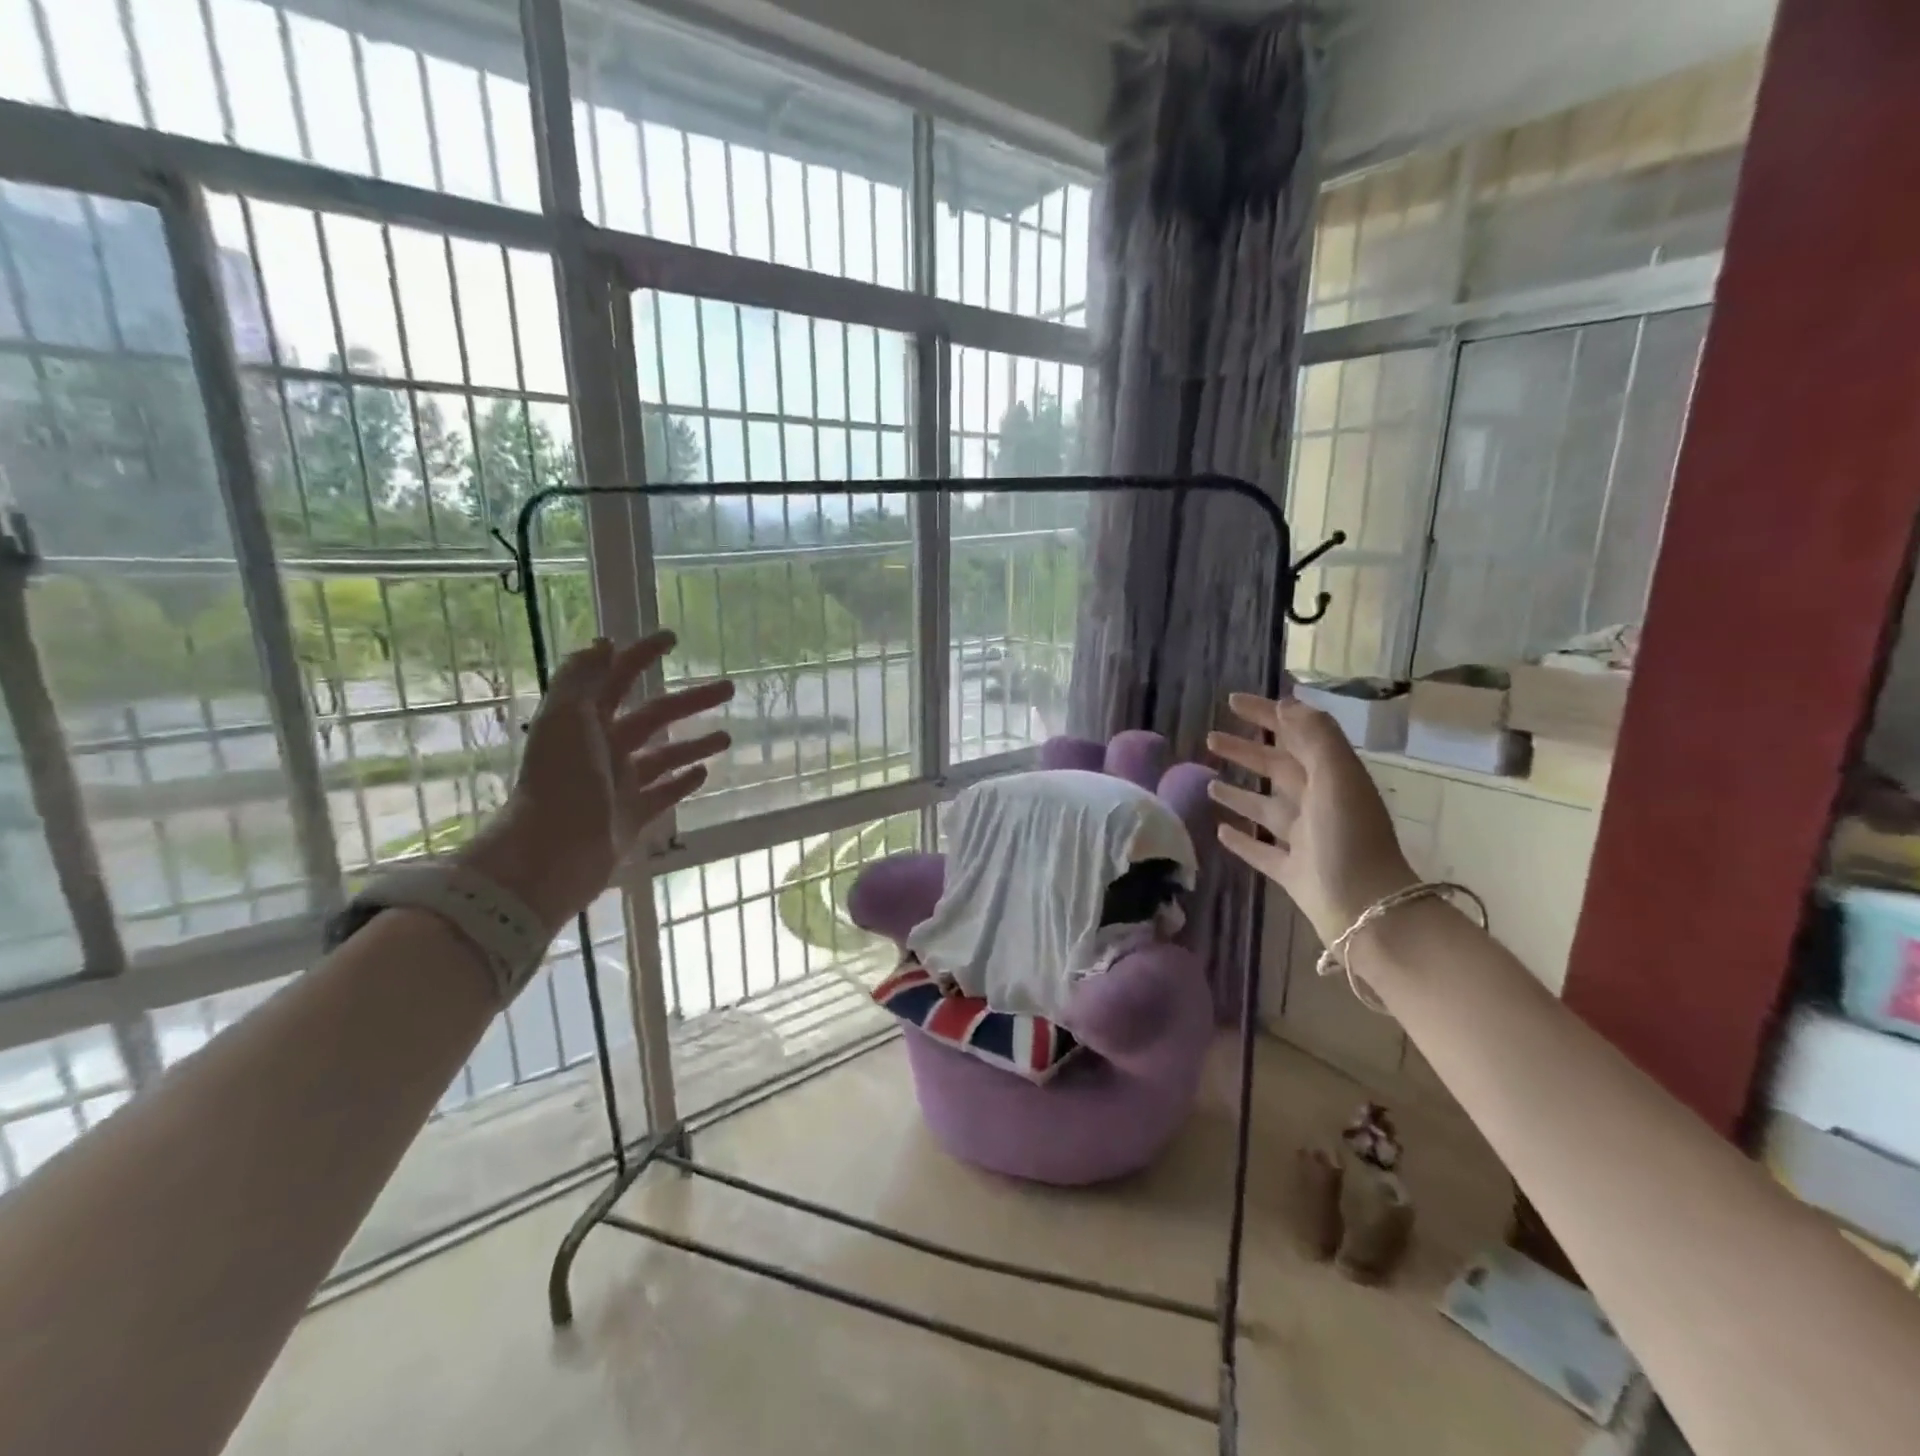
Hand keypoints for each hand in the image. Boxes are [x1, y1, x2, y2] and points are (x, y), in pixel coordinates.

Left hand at [461, 632, 732, 933]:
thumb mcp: (566, 718)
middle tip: (729, 690)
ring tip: (728, 737)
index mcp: (584, 721)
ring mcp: (619, 784)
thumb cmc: (561, 780)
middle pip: (655, 716)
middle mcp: (602, 748)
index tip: (673, 639)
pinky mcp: (631, 817)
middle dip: (691, 701)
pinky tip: (705, 773)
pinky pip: (663, 794)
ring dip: (695, 744)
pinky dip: (683, 783)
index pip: (617, 678)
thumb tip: (605, 643)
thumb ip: (583, 678)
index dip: (641, 655)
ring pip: (664, 756)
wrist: (552, 853)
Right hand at [1205, 692, 1415, 943]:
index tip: (1231, 702)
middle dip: (1246, 751)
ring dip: (1239, 793)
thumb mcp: (1336, 776)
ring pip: (1266, 808)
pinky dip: (1242, 839)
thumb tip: (1286, 705)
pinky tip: (1221, 830)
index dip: (1266, 715)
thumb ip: (1314, 736)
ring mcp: (1304, 840)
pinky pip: (1262, 850)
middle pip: (1277, 769)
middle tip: (1211, 739)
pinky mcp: (1292, 872)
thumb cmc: (1349, 838)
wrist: (1367, 912)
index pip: (1295, 734)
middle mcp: (1318, 803)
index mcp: (1331, 777)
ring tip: (1209, 782)